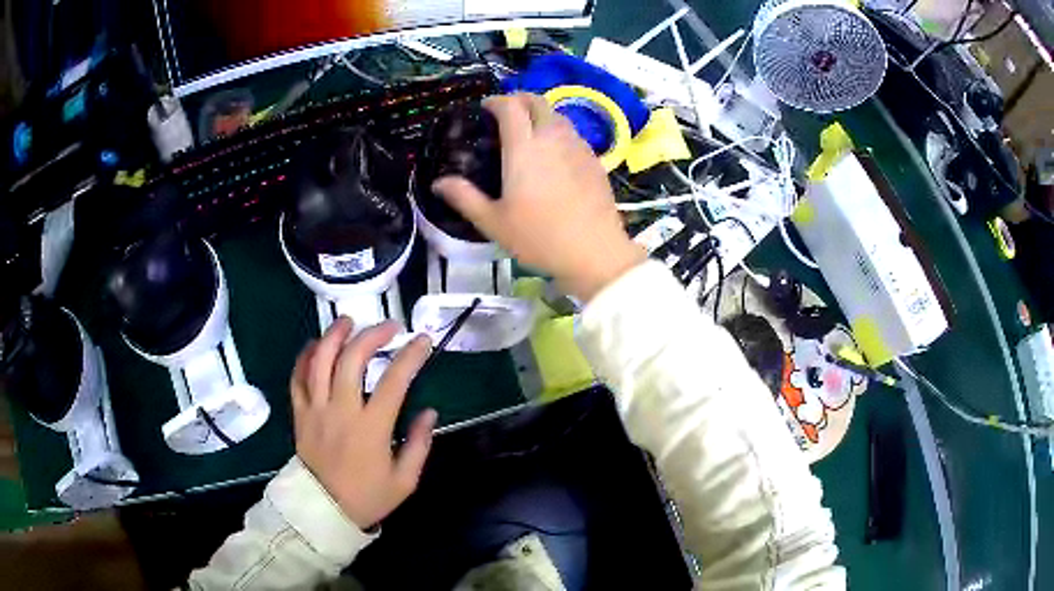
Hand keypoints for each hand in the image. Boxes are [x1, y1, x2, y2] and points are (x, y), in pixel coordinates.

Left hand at [291, 317, 437, 529]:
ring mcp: (316, 410)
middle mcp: (341, 411)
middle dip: (372, 335)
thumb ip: (419, 444)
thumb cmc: (367, 497)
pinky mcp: (300, 414)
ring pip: (320, 361)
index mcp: (371, 428)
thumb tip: (429, 412)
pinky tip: (315, 345)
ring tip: (348, 321)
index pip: (394, 381)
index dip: (410, 356)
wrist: (323, 511)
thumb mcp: (405, 480)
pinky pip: (297, 378)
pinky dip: (305, 357)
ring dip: (334, 335)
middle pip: (352, 359)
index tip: (423, 340)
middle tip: (389, 326)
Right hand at [432, 93, 644, 301]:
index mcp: (524, 147)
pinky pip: (573, 133)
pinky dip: (558, 132)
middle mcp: (552, 137)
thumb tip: (437, 183)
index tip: (485, 108)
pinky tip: (554, 154)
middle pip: (537, 101)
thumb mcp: (493, 221)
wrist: (594, 251)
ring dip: (540, 114)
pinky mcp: (594, 160)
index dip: (496, 101)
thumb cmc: (539, 236)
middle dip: (519, 99)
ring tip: (528, 132)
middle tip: (506, 113)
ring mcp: (578, 146)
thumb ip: (464, 197)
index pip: (510, 106)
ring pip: (558, 115)